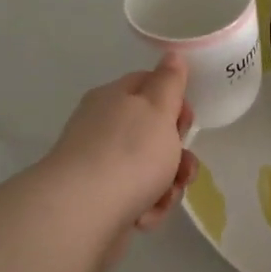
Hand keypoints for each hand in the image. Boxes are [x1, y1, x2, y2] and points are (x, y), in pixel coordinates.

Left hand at [43, 55, 195, 270]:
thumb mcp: (158, 108)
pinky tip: (142, 217)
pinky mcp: (100, 201)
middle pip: (153, 134)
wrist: (83, 214)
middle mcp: (102, 128)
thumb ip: (169, 82)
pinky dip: (146, 208)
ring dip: (166, 186)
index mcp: (113, 99)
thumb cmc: (129, 153)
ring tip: (163, 198)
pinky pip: (136, 199)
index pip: (148, 86)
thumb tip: (171, 54)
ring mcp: (99, 166)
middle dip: (176, 154)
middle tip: (182, 168)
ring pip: (150, 171)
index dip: (174, 102)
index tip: (186, 121)